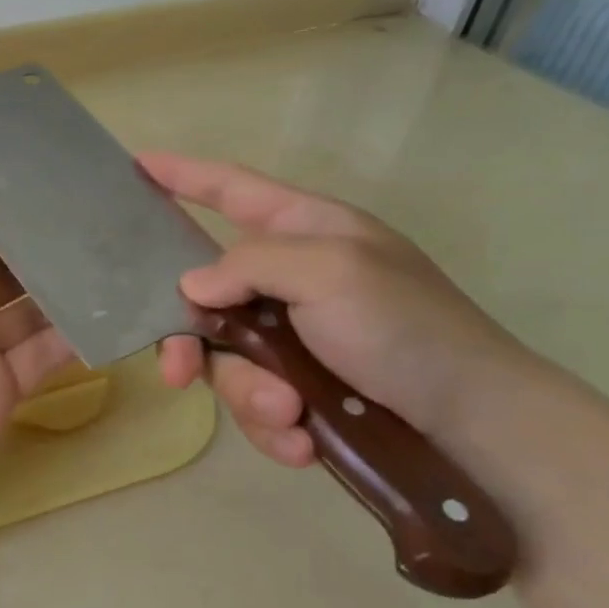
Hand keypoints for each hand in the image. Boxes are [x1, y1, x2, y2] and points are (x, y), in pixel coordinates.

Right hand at [139, 152, 536, 468]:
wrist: (474, 424)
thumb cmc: (408, 328)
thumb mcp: (333, 273)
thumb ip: (252, 263)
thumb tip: (191, 286)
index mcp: (302, 231)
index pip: (230, 190)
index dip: (182, 176)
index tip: (135, 166)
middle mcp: (287, 280)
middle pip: (202, 294)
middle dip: (187, 338)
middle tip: (177, 372)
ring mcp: (290, 338)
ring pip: (223, 359)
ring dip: (248, 393)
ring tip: (290, 412)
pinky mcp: (297, 388)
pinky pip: (252, 402)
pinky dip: (271, 425)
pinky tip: (302, 441)